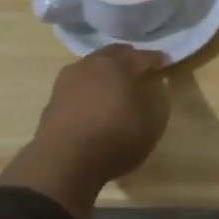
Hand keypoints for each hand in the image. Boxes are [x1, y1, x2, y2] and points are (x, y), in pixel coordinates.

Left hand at [0, 45, 170, 218]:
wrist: (63, 163)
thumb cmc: (115, 138)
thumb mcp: (152, 122)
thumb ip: (157, 99)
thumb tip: (154, 86)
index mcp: (118, 64)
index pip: (142, 56)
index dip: (156, 58)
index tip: (165, 62)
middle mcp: (91, 64)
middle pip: (113, 55)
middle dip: (128, 59)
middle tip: (139, 67)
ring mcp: (68, 81)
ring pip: (92, 68)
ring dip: (105, 73)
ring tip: (115, 86)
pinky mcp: (53, 100)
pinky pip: (78, 87)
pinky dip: (89, 91)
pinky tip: (94, 104)